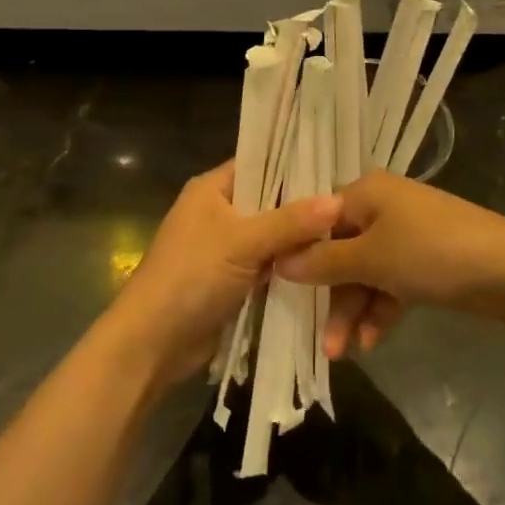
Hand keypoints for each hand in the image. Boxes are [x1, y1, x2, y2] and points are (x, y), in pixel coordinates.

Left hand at [107, 162, 341, 382]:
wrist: (152, 343)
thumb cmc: (191, 277)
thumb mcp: (242, 242)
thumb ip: (290, 221)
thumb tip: (340, 200)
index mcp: (212, 188)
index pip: (261, 162)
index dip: (296, 163)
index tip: (338, 168)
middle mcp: (219, 211)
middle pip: (271, 200)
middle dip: (305, 207)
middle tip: (352, 207)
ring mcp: (226, 247)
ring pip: (273, 236)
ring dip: (300, 241)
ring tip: (349, 235)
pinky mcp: (233, 279)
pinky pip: (269, 264)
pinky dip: (290, 267)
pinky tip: (327, 266)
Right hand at [281, 173, 504, 352]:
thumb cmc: (431, 253)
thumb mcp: (372, 258)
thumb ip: (323, 262)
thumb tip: (278, 260)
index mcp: (366, 192)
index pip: (318, 220)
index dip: (300, 255)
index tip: (279, 290)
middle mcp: (382, 207)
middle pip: (341, 251)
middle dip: (332, 297)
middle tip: (324, 343)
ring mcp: (406, 234)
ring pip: (365, 272)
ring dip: (354, 310)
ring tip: (346, 353)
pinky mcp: (425, 260)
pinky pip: (390, 282)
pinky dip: (380, 309)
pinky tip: (373, 341)